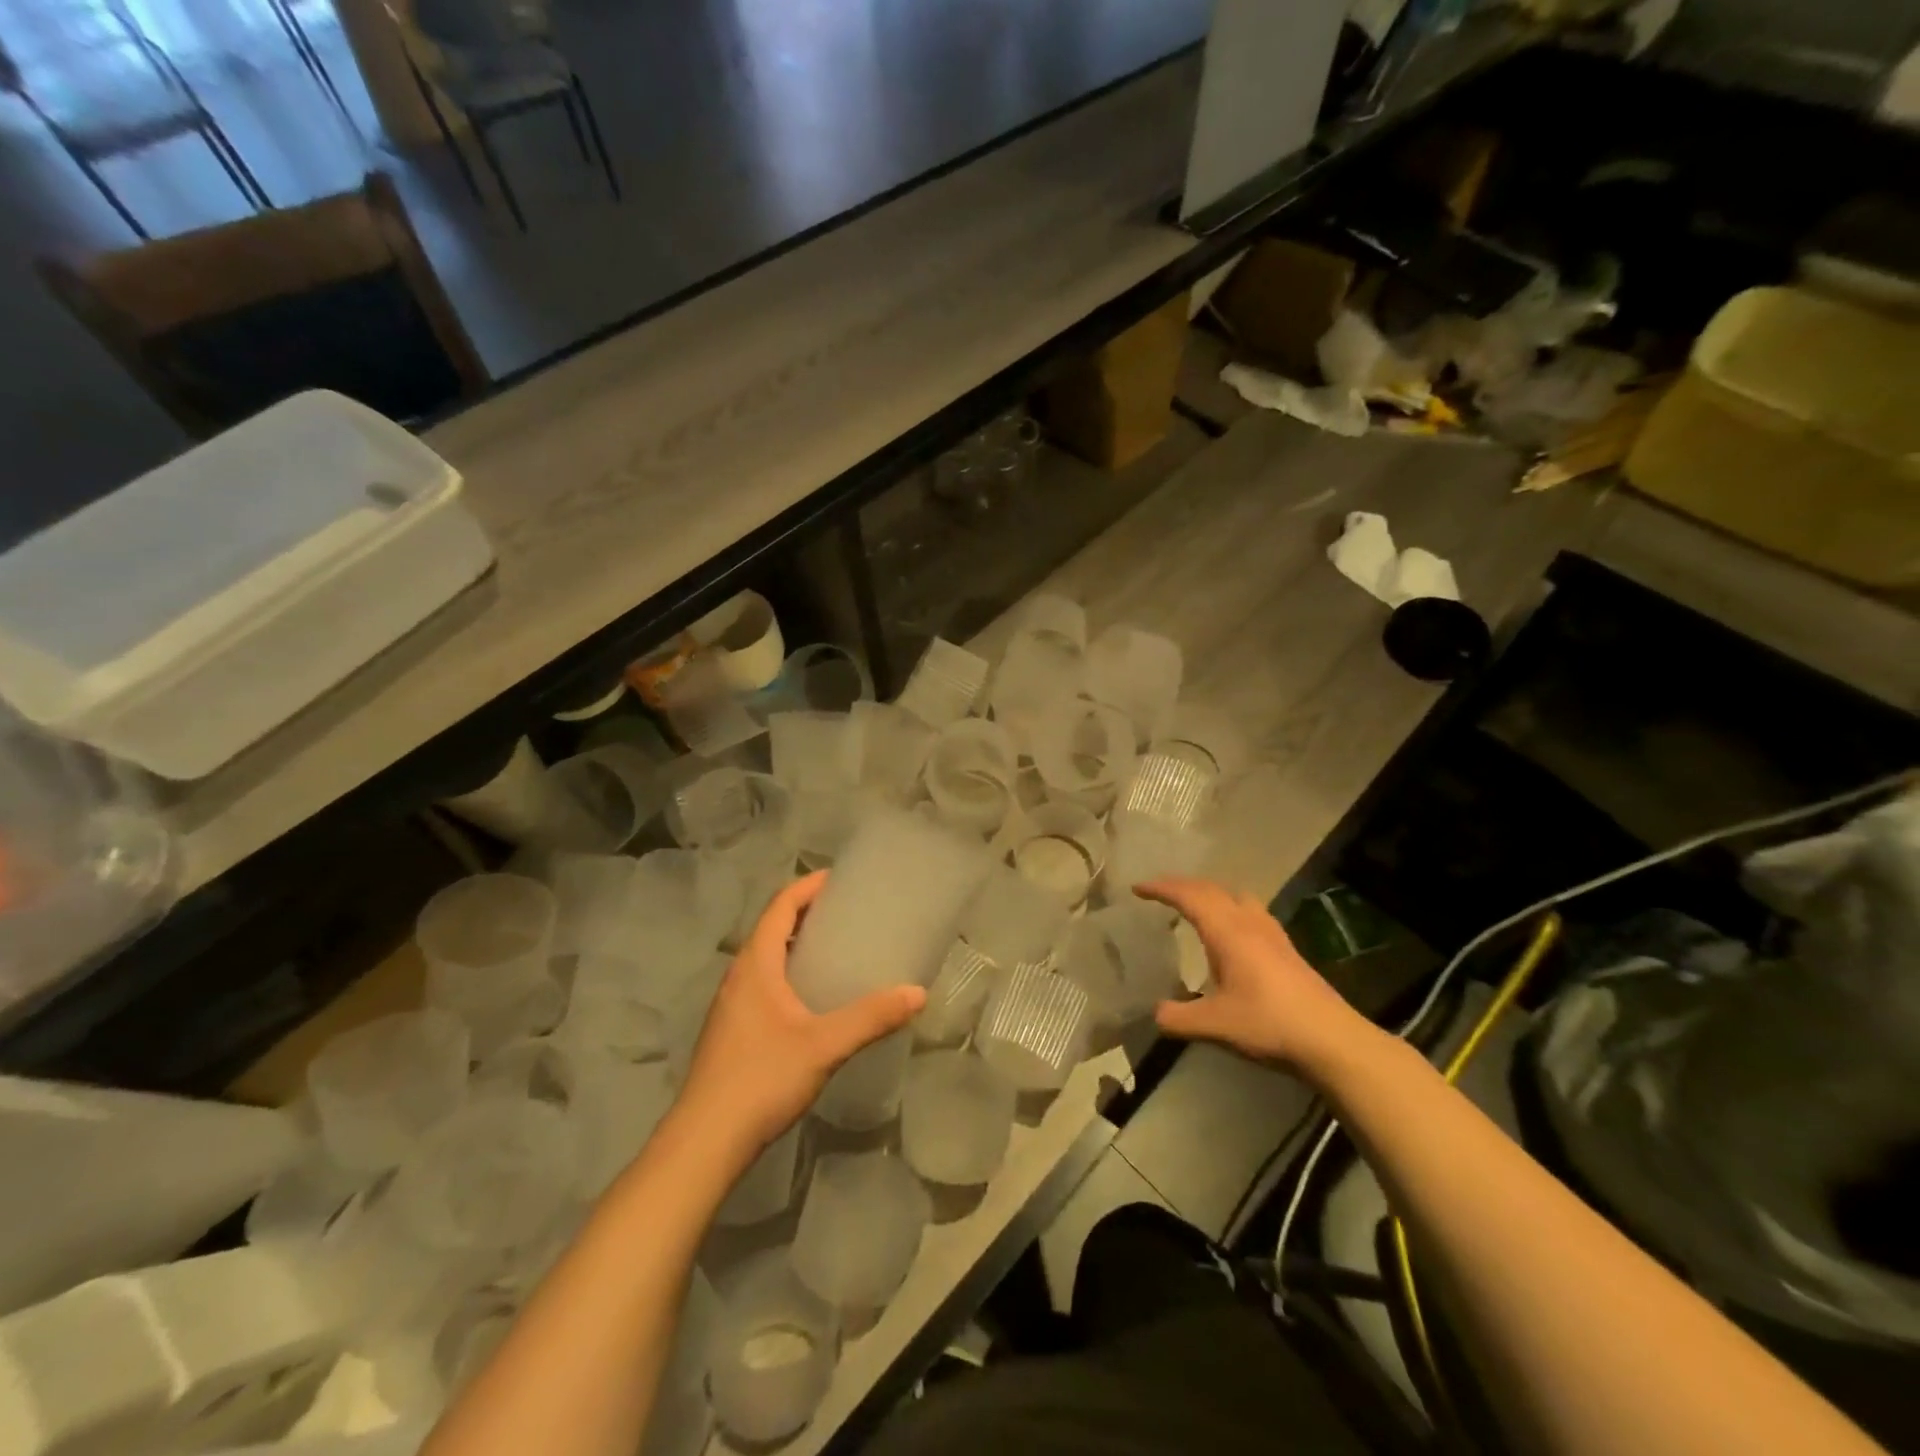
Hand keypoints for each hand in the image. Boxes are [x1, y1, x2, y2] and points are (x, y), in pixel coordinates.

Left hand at [675, 871, 924, 1158]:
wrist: (704, 1142)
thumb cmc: (761, 1079)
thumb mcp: (824, 1045)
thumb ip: (871, 1017)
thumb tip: (918, 993)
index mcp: (756, 965)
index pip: (781, 907)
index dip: (808, 887)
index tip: (840, 879)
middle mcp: (739, 976)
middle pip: (773, 929)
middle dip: (807, 914)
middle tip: (848, 913)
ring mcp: (731, 1005)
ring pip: (766, 959)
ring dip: (797, 945)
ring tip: (836, 950)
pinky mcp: (731, 1031)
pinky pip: (763, 984)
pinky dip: (789, 974)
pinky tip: (813, 1000)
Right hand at [1135, 877, 1372, 1076]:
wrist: (1331, 1040)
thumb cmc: (1269, 1024)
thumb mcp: (1215, 1025)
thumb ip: (1178, 1018)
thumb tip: (1155, 1013)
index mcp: (1228, 932)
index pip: (1189, 896)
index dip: (1161, 888)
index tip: (1137, 889)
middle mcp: (1249, 923)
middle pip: (1212, 889)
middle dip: (1182, 885)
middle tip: (1159, 893)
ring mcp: (1271, 934)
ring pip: (1236, 896)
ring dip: (1210, 893)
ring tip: (1193, 906)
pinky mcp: (1286, 949)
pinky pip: (1250, 911)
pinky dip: (1229, 908)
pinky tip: (1230, 934)